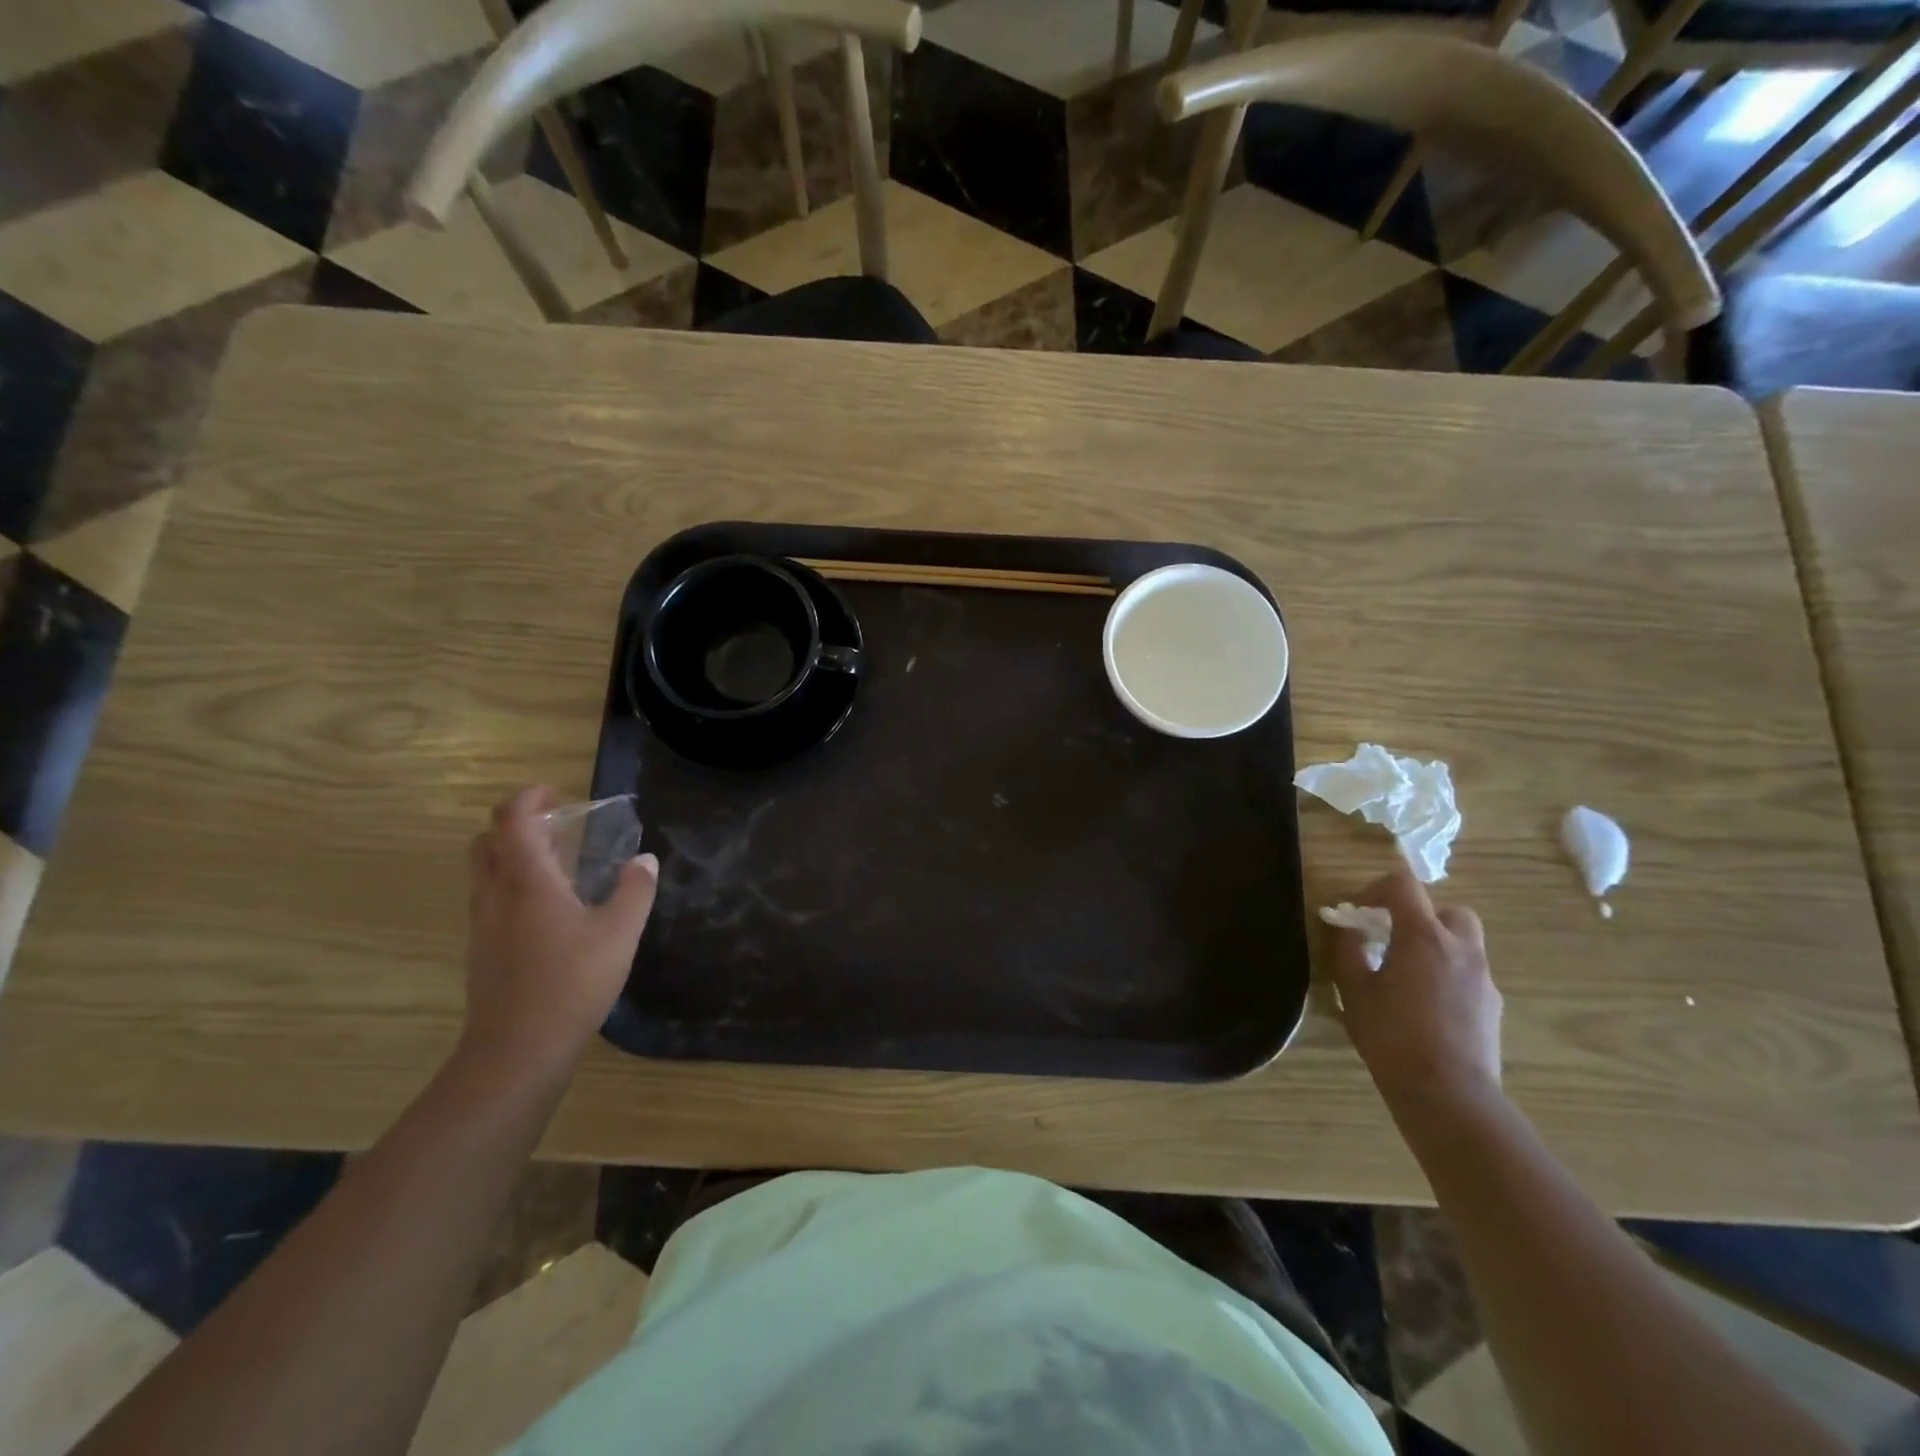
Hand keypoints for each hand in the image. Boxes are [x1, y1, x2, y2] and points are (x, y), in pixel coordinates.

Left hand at [460, 786, 658, 1078]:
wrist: (517, 1052)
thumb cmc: (571, 982)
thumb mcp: (620, 933)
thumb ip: (635, 890)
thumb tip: (645, 860)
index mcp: (527, 880)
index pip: (511, 818)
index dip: (530, 797)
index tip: (558, 793)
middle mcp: (496, 894)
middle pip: (487, 841)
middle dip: (518, 825)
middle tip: (560, 828)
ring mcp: (484, 924)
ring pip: (485, 872)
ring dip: (514, 856)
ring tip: (561, 866)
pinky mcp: (483, 951)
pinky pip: (491, 900)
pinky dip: (514, 887)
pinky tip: (552, 911)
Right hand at [1329, 858, 1501, 1113]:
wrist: (1448, 1094)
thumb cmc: (1392, 1035)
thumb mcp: (1353, 990)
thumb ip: (1347, 950)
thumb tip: (1345, 928)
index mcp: (1423, 936)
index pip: (1403, 884)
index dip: (1376, 888)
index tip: (1359, 912)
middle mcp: (1460, 948)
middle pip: (1447, 910)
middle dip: (1420, 916)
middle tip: (1392, 939)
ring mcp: (1483, 978)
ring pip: (1464, 943)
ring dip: (1437, 945)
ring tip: (1408, 974)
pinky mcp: (1493, 1006)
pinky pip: (1469, 974)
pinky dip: (1449, 975)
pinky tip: (1426, 1006)